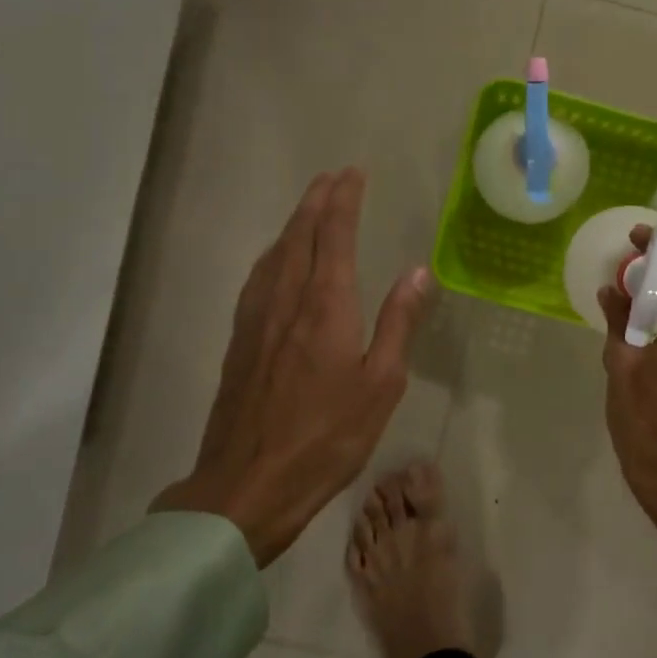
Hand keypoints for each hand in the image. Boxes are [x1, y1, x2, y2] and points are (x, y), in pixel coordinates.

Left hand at [151, 170, 431, 565]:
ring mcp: (256, 319)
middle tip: (333, 177)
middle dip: (317, 201)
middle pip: (300, 235)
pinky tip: (276, 260)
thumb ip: (398, 323)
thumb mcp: (380, 384)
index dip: (344, 200)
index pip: (334, 235)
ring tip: (309, 207)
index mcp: (325, 306)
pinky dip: (273, 253)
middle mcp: (286, 300)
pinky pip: (258, 277)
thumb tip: (417, 272)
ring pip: (274, 253)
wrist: (248, 484)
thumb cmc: (327, 437)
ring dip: (294, 223)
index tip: (354, 174)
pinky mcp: (239, 340)